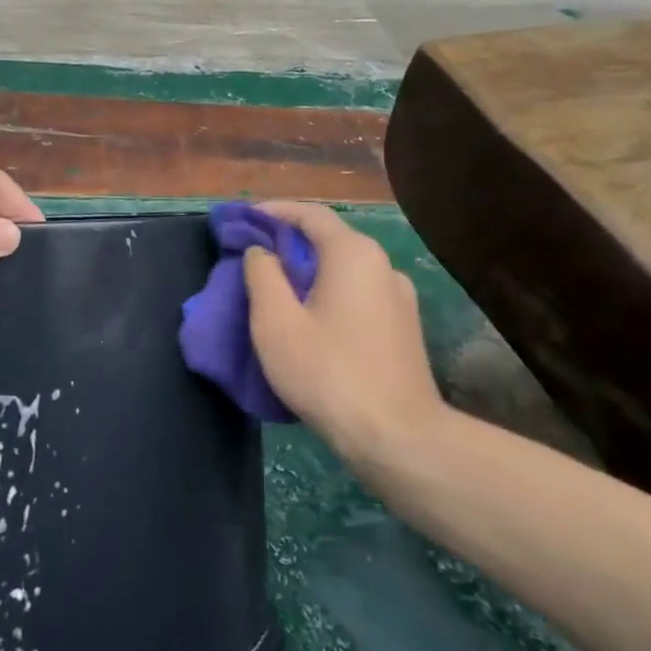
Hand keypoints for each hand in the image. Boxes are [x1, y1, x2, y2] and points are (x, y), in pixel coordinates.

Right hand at [243, 202, 443, 461]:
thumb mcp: (276, 323)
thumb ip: (262, 276)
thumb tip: (261, 252)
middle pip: (330, 240)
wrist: (399, 438)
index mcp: (353, 254)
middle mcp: (383, 265)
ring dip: (311, 271)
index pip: (310, 214)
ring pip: (345, 270)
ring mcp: (399, 298)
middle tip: (255, 258)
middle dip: (290, 243)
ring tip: (279, 291)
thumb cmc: (329, 373)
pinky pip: (359, 294)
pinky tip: (313, 320)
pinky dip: (330, 293)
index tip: (246, 218)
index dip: (275, 212)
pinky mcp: (405, 327)